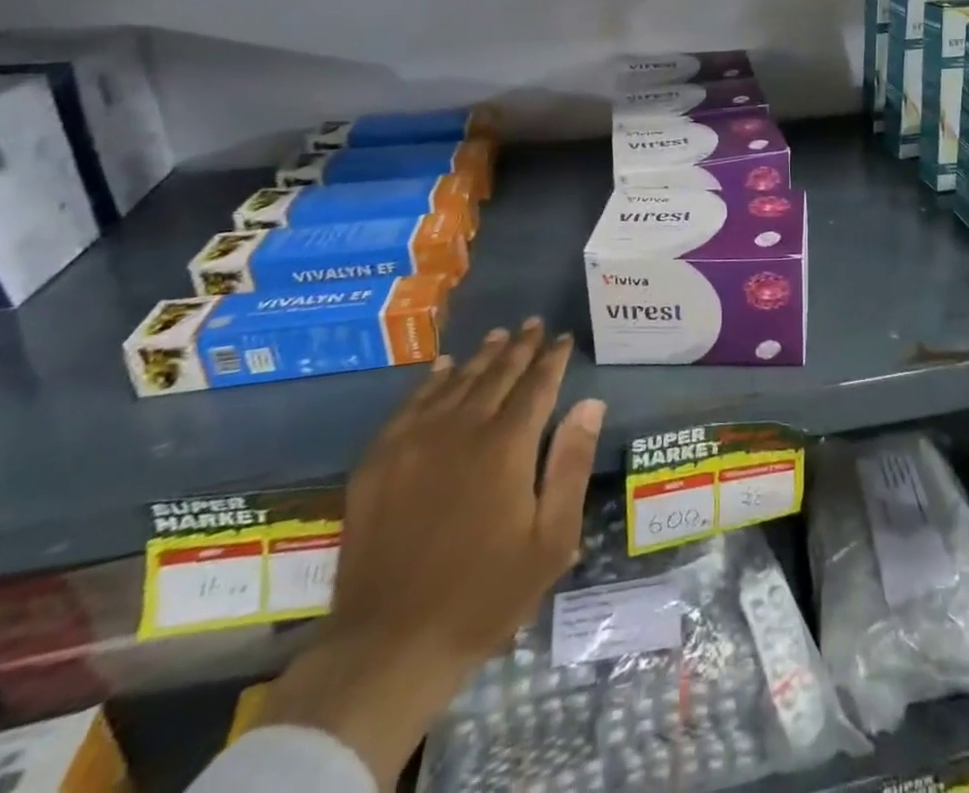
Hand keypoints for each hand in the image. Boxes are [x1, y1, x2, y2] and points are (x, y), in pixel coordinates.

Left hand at [265, 320, 605, 784]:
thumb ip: (571, 465)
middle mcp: (461, 430)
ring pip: (455, 383)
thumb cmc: (486, 595)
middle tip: (533, 324)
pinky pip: (410, 405)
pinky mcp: (378, 462)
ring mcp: (414, 443)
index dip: (552, 359)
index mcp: (506, 446)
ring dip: (480, 357)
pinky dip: (431, 381)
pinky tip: (442, 369)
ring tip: (498, 336)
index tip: (563, 338)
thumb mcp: (551, 539)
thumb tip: (590, 404)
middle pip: (496, 375)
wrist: (390, 645)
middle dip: (519, 347)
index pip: (537, 386)